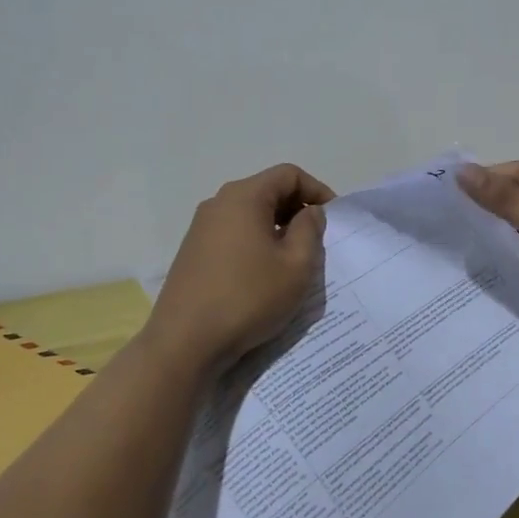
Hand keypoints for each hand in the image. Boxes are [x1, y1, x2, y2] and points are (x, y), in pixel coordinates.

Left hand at [144, 163, 334, 374]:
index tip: (333, 219)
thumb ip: (310, 230)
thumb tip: (309, 212)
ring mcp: (201, 227)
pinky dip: (256, 241)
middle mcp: (218, 203)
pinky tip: (264, 273)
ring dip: (277, 227)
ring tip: (293, 258)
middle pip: (267, 190)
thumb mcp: (296, 265)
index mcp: (244, 197)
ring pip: (250, 213)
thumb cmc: (248, 298)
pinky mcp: (193, 251)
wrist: (184, 343)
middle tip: (317, 239)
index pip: (288, 174)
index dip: (317, 190)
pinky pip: (234, 232)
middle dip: (297, 208)